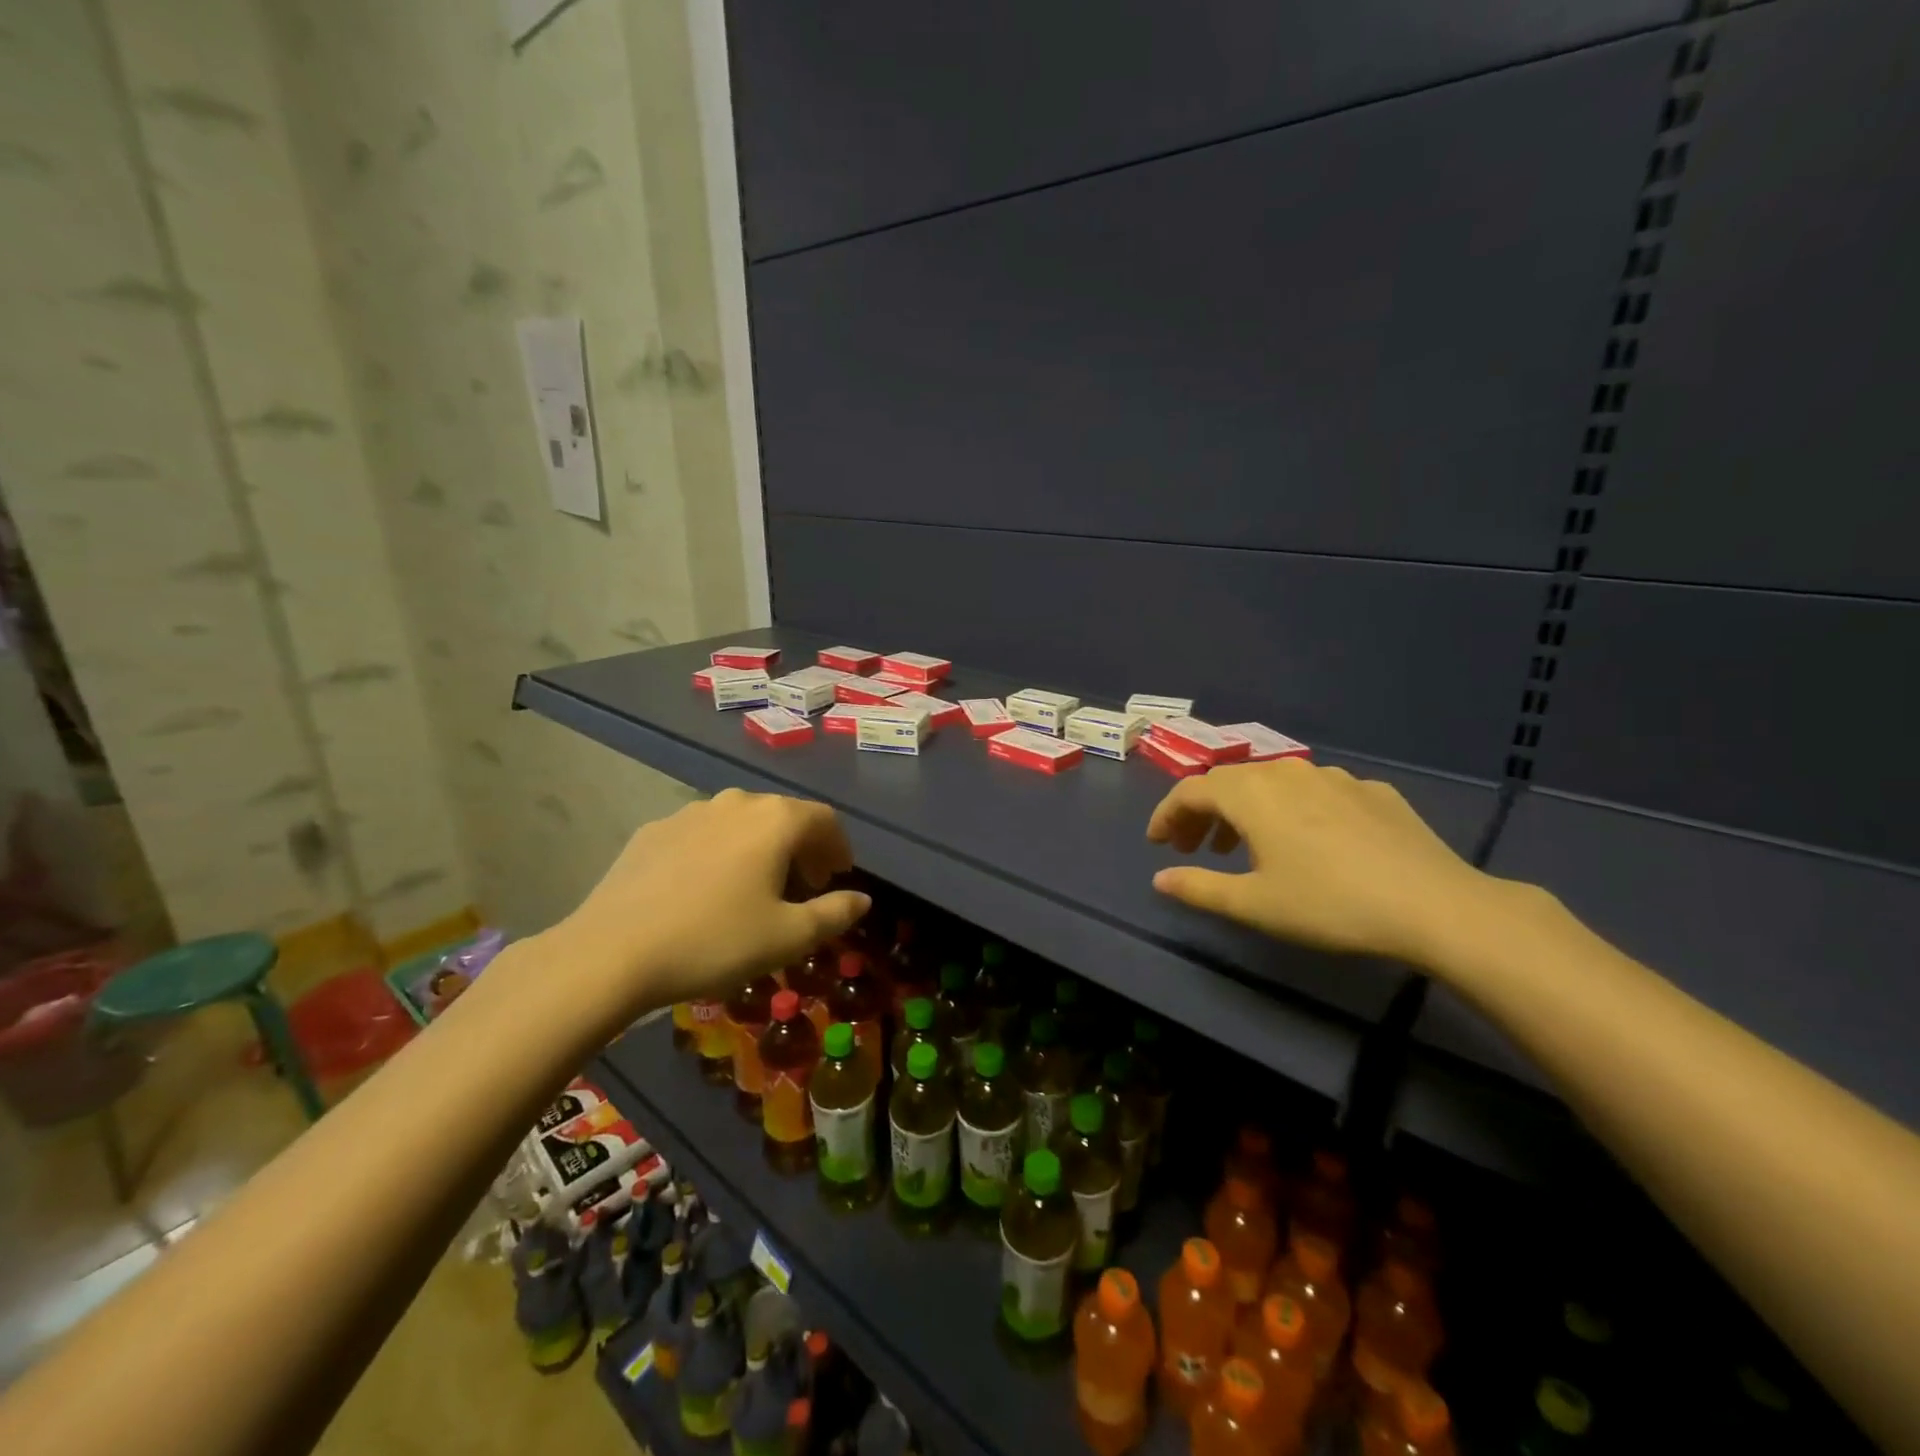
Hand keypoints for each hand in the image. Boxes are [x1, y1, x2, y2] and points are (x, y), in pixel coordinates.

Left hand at [545, 789, 869, 1027]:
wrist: (611, 952)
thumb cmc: (714, 941)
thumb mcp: (788, 937)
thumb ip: (834, 913)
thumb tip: (863, 899)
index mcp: (775, 820)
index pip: (824, 820)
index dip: (838, 846)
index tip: (838, 876)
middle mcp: (736, 803)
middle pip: (783, 815)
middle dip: (802, 847)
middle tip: (803, 885)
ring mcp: (690, 812)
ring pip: (741, 822)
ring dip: (760, 847)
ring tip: (755, 886)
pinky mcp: (653, 830)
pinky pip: (703, 834)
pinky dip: (720, 852)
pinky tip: (705, 888)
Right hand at [1146, 759, 1497, 966]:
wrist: (1434, 905)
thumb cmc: (1329, 904)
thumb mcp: (1254, 904)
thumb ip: (1199, 887)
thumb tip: (1160, 878)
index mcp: (1251, 793)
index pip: (1190, 791)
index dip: (1166, 814)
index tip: (1157, 843)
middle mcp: (1286, 772)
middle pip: (1229, 782)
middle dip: (1202, 812)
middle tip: (1193, 847)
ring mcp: (1334, 777)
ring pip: (1272, 783)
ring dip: (1246, 810)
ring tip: (1244, 847)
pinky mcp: (1372, 790)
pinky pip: (1315, 792)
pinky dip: (1292, 810)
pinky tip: (1308, 842)